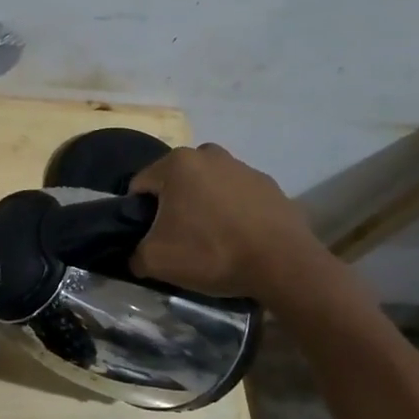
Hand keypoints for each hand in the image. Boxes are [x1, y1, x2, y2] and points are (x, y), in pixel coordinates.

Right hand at [128, 144, 332, 303]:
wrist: (283, 264)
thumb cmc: (212, 252)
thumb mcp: (156, 261)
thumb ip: (135, 254)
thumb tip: (137, 255)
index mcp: (176, 163)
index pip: (140, 185)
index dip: (139, 213)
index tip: (149, 237)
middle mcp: (208, 154)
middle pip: (175, 181)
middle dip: (172, 205)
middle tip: (178, 238)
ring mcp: (242, 167)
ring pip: (207, 186)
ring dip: (203, 206)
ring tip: (211, 240)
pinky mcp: (269, 184)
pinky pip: (237, 196)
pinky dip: (232, 211)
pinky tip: (238, 238)